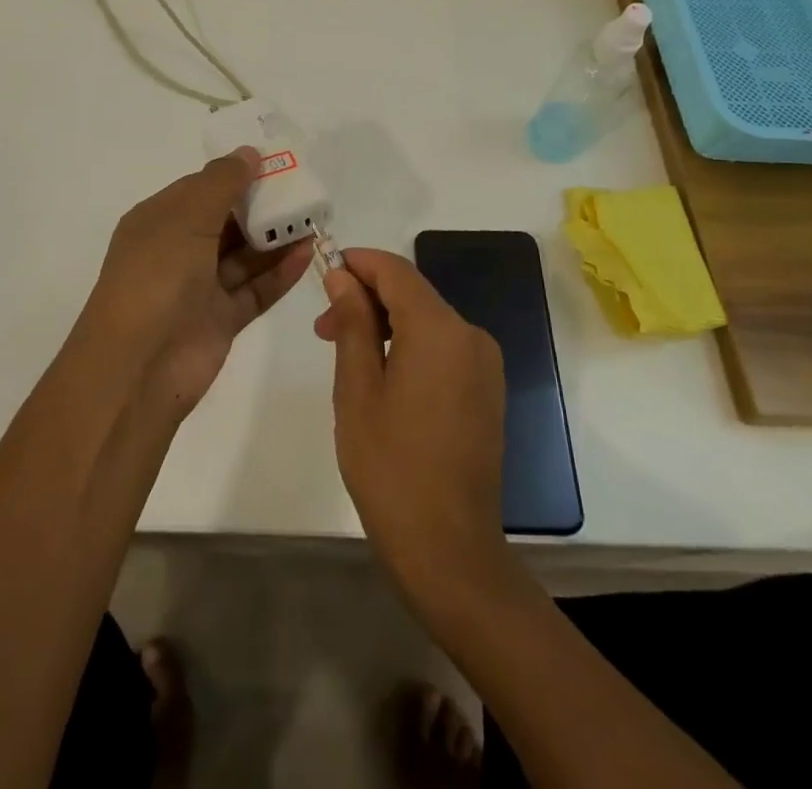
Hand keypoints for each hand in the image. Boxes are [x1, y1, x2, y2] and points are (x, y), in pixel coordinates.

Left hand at [77, 147, 313, 419]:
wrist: (138, 366)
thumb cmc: (157, 275)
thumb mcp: (186, 217)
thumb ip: (221, 182)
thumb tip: (249, 152)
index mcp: (159, 220)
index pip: (201, 188)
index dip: (236, 174)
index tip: (275, 163)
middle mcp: (177, 250)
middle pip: (226, 221)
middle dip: (261, 206)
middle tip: (304, 191)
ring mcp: (200, 287)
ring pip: (244, 255)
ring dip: (275, 238)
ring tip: (314, 219)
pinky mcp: (221, 319)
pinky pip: (255, 289)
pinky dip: (279, 273)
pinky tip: (307, 254)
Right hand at [316, 249, 510, 601]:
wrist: (450, 549)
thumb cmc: (390, 466)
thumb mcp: (357, 388)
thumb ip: (352, 322)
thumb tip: (342, 276)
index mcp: (439, 329)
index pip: (395, 270)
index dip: (358, 263)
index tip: (324, 273)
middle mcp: (470, 335)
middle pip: (412, 294)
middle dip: (367, 299)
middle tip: (323, 329)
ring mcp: (485, 364)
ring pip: (427, 321)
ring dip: (386, 324)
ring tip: (347, 356)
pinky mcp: (488, 390)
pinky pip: (444, 348)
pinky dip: (411, 346)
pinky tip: (383, 377)